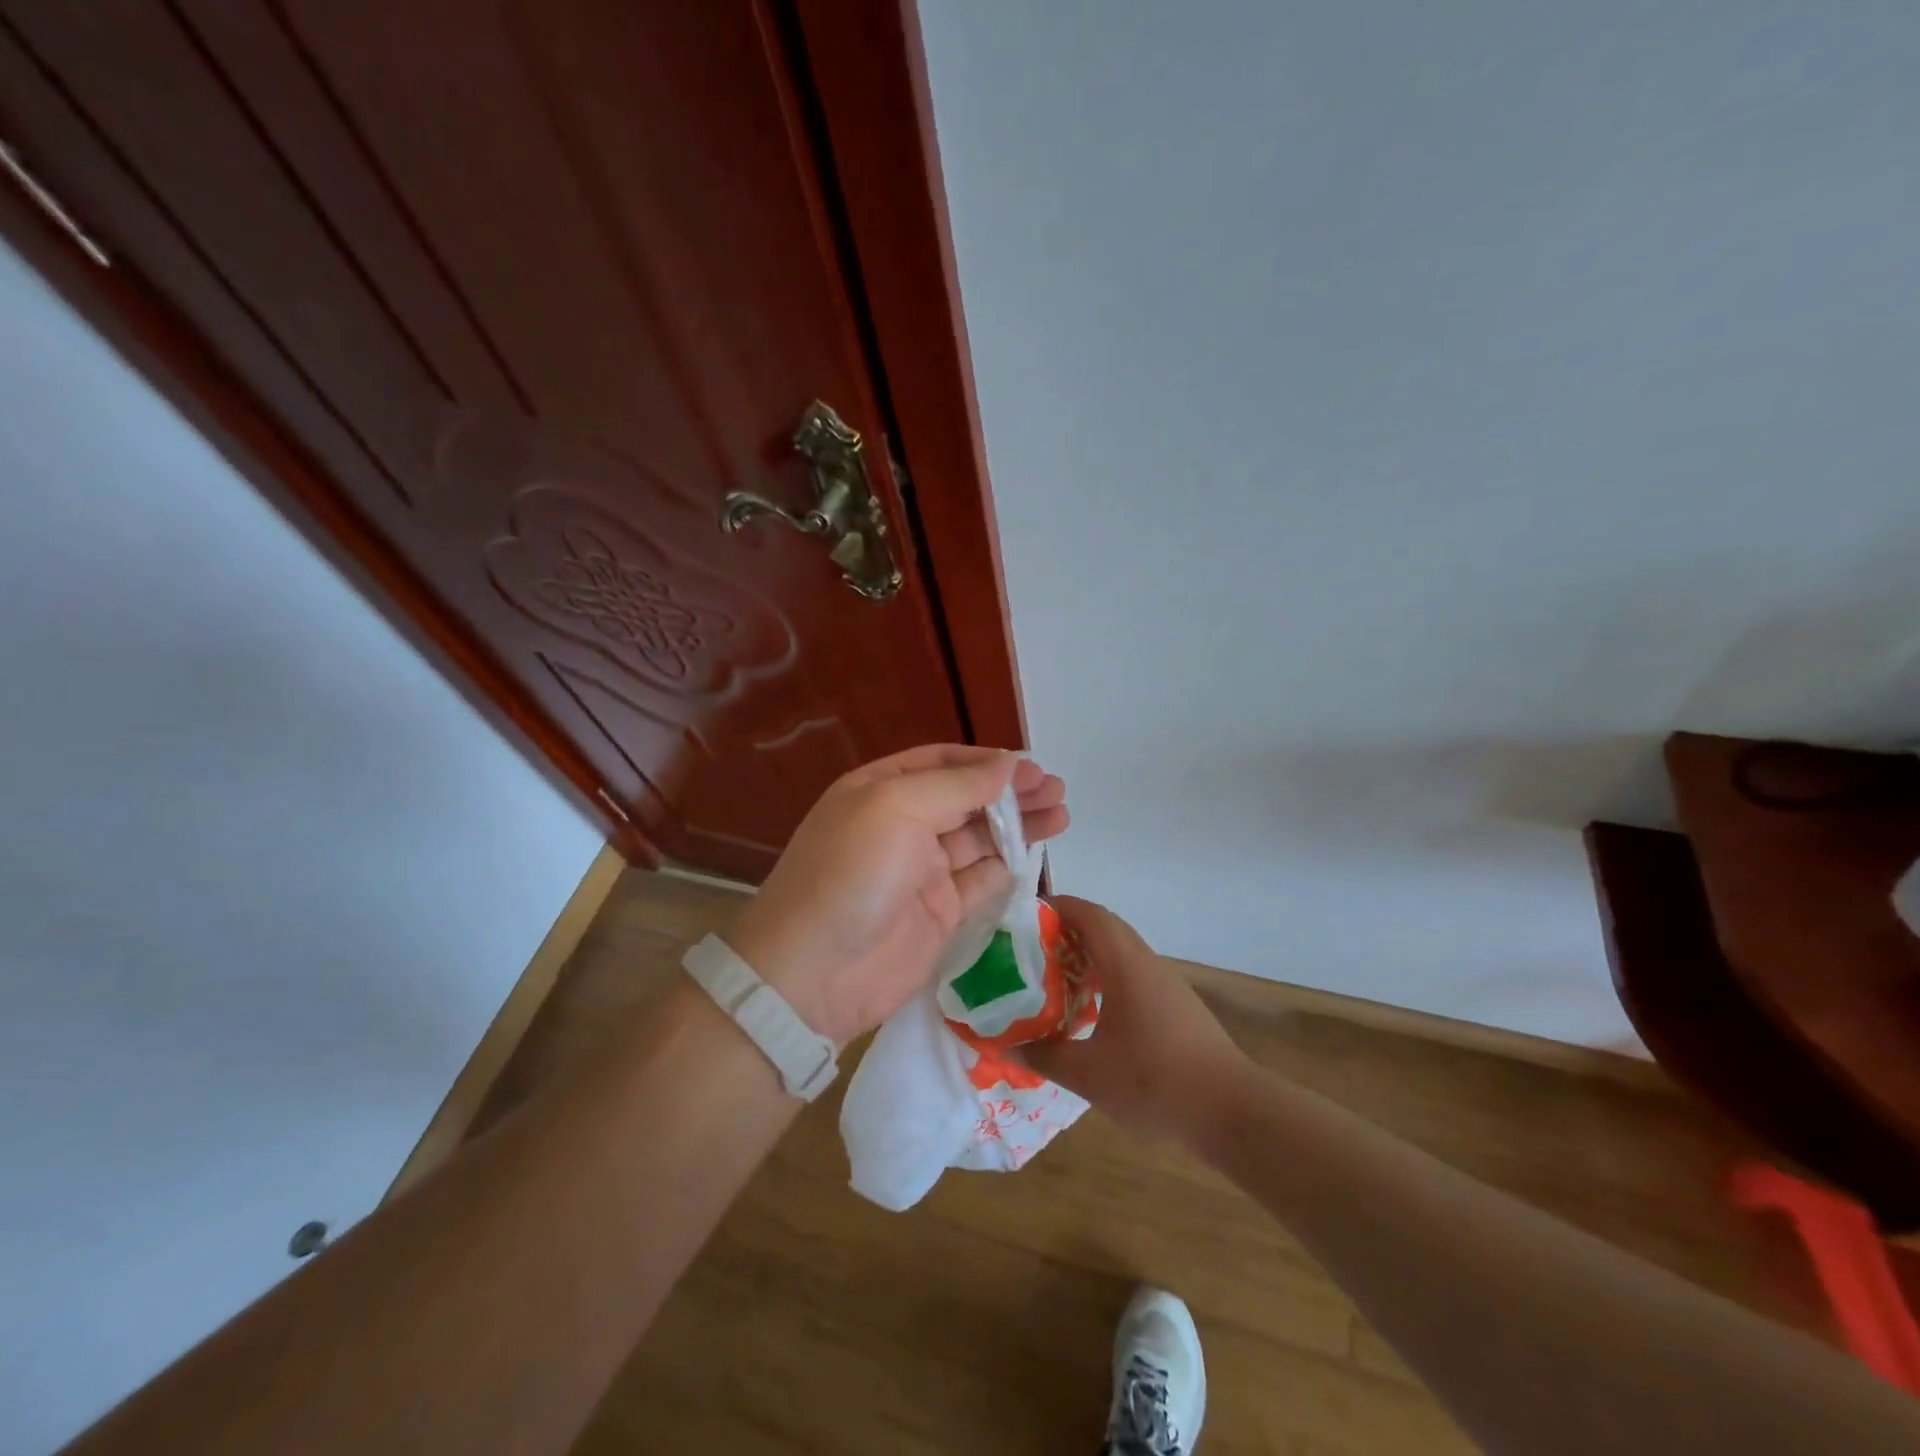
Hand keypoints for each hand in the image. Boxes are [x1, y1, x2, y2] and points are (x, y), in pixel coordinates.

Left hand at [727, 745, 1067, 1046]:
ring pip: (980, 838)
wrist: (814, 974)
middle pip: (967, 799)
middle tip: (1057, 791)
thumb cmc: (852, 873)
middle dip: (1011, 793)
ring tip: (1061, 815)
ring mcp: (922, 870)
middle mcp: (903, 824)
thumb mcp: (897, 809)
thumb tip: (1008, 765)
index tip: (1031, 768)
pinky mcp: (940, 912)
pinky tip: (1037, 854)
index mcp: (882, 789)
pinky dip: (1008, 866)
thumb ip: (957, 786)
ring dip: (1019, 826)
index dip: (987, 762)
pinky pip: (981, 880)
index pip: (943, 763)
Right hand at [1020, 897, 1251, 1146]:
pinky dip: (1106, 977)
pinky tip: (1090, 1011)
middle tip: (1030, 948)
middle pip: (1104, 928)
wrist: (1232, 1113)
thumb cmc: (1155, 1083)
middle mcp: (1146, 963)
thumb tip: (1008, 1044)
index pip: (1089, 914)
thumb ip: (1046, 1055)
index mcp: (1125, 964)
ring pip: (1121, 952)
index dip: (1057, 906)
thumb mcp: (1089, 1074)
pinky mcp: (1176, 1006)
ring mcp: (1166, 984)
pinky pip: (1133, 974)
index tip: (1023, 916)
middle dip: (1067, 930)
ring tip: (1053, 978)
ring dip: (1088, 955)